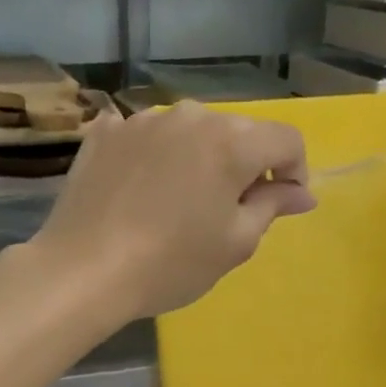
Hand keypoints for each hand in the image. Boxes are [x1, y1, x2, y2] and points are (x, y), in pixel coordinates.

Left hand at [29, 102, 315, 319]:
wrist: (83, 270)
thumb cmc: (171, 263)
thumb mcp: (235, 243)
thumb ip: (272, 206)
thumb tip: (302, 192)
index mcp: (231, 141)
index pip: (286, 139)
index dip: (294, 170)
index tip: (281, 203)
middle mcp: (190, 116)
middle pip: (237, 132)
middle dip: (245, 164)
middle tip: (227, 210)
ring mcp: (142, 120)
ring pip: (190, 131)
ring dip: (198, 158)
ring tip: (179, 201)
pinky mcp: (105, 132)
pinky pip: (145, 136)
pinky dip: (154, 155)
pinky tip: (141, 188)